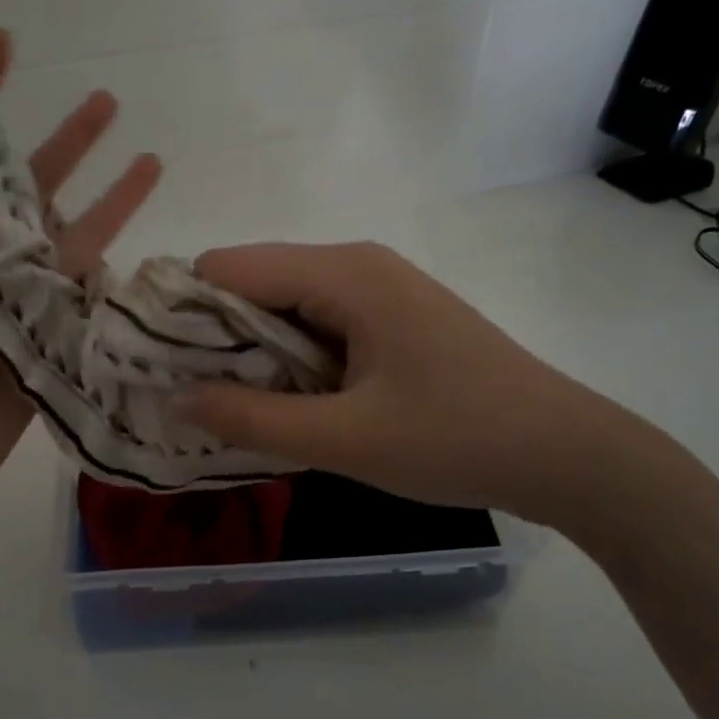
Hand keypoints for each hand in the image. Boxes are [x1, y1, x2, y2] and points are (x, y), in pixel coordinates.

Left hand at [0, 29, 160, 537]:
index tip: (4, 42)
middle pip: (30, 189)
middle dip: (66, 143)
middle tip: (106, 102)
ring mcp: (17, 304)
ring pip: (71, 240)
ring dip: (109, 202)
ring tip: (150, 161)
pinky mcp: (48, 343)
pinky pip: (83, 300)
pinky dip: (111, 274)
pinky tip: (143, 246)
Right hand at [181, 242, 635, 527]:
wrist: (564, 452)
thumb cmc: (455, 440)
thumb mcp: (344, 440)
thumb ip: (252, 418)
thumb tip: (175, 397)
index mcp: (343, 274)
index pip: (228, 268)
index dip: (182, 312)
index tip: (154, 365)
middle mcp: (356, 265)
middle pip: (254, 283)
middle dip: (215, 338)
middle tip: (190, 398)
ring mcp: (379, 290)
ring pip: (285, 307)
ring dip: (255, 354)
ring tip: (235, 408)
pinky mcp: (393, 318)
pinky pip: (319, 325)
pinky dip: (292, 360)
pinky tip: (290, 405)